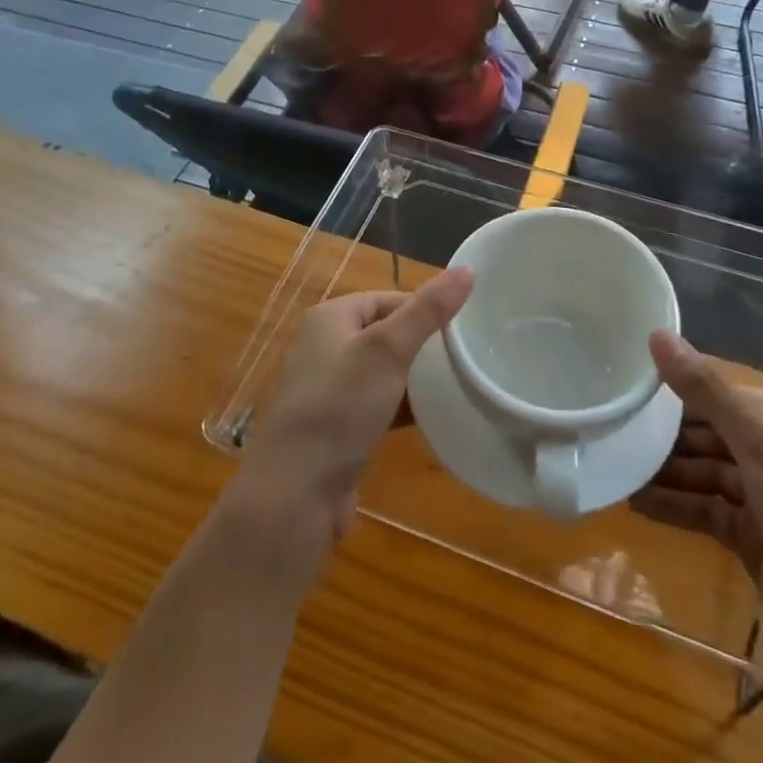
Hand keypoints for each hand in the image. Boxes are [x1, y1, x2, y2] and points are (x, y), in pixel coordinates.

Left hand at [234, 269, 472, 558]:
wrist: (295, 494)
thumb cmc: (340, 407)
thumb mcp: (388, 350)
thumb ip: (428, 310)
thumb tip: (468, 268)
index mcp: (331, 317)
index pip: (390, 298)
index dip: (426, 309)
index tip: (465, 327)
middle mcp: (325, 347)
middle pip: (387, 334)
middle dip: (423, 345)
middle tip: (465, 357)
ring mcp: (329, 390)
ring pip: (383, 372)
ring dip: (415, 379)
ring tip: (456, 384)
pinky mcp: (336, 428)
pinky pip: (377, 406)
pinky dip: (401, 408)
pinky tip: (430, 418)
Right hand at [630, 333, 762, 690]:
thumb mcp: (758, 438)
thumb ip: (704, 388)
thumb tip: (657, 333)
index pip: (717, 391)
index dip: (674, 387)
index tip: (625, 383)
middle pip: (706, 432)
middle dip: (663, 432)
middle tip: (611, 425)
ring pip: (702, 472)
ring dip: (662, 470)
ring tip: (614, 464)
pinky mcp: (751, 539)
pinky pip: (703, 510)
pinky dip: (672, 505)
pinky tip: (634, 502)